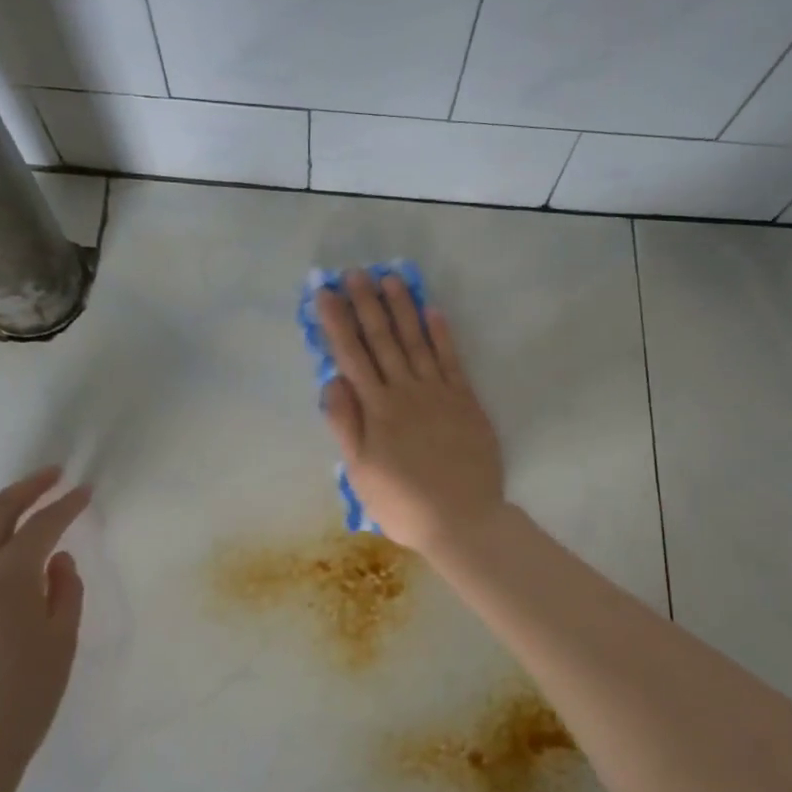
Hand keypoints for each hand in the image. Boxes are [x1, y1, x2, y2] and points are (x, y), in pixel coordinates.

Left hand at [0, 467, 89, 786]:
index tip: (83, 489)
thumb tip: (57, 561)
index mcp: (5, 573)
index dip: (65, 504)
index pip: (41, 524)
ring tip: (14, 509)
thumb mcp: (59, 643)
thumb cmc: (19, 700)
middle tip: (49, 476)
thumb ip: (64, 592)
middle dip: (23, 490)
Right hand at [317, 270, 504, 555]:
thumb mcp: (360, 473)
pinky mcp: (465, 400)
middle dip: (366, 304)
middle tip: (355, 272)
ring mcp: (439, 393)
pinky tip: (433, 311)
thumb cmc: (403, 503)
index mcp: (377, 409)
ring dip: (403, 308)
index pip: (352, 356)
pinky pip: (452, 360)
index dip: (338, 322)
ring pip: (416, 341)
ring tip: (391, 279)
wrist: (463, 520)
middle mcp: (406, 392)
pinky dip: (442, 334)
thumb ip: (346, 424)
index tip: (326, 293)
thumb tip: (331, 380)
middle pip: (383, 340)